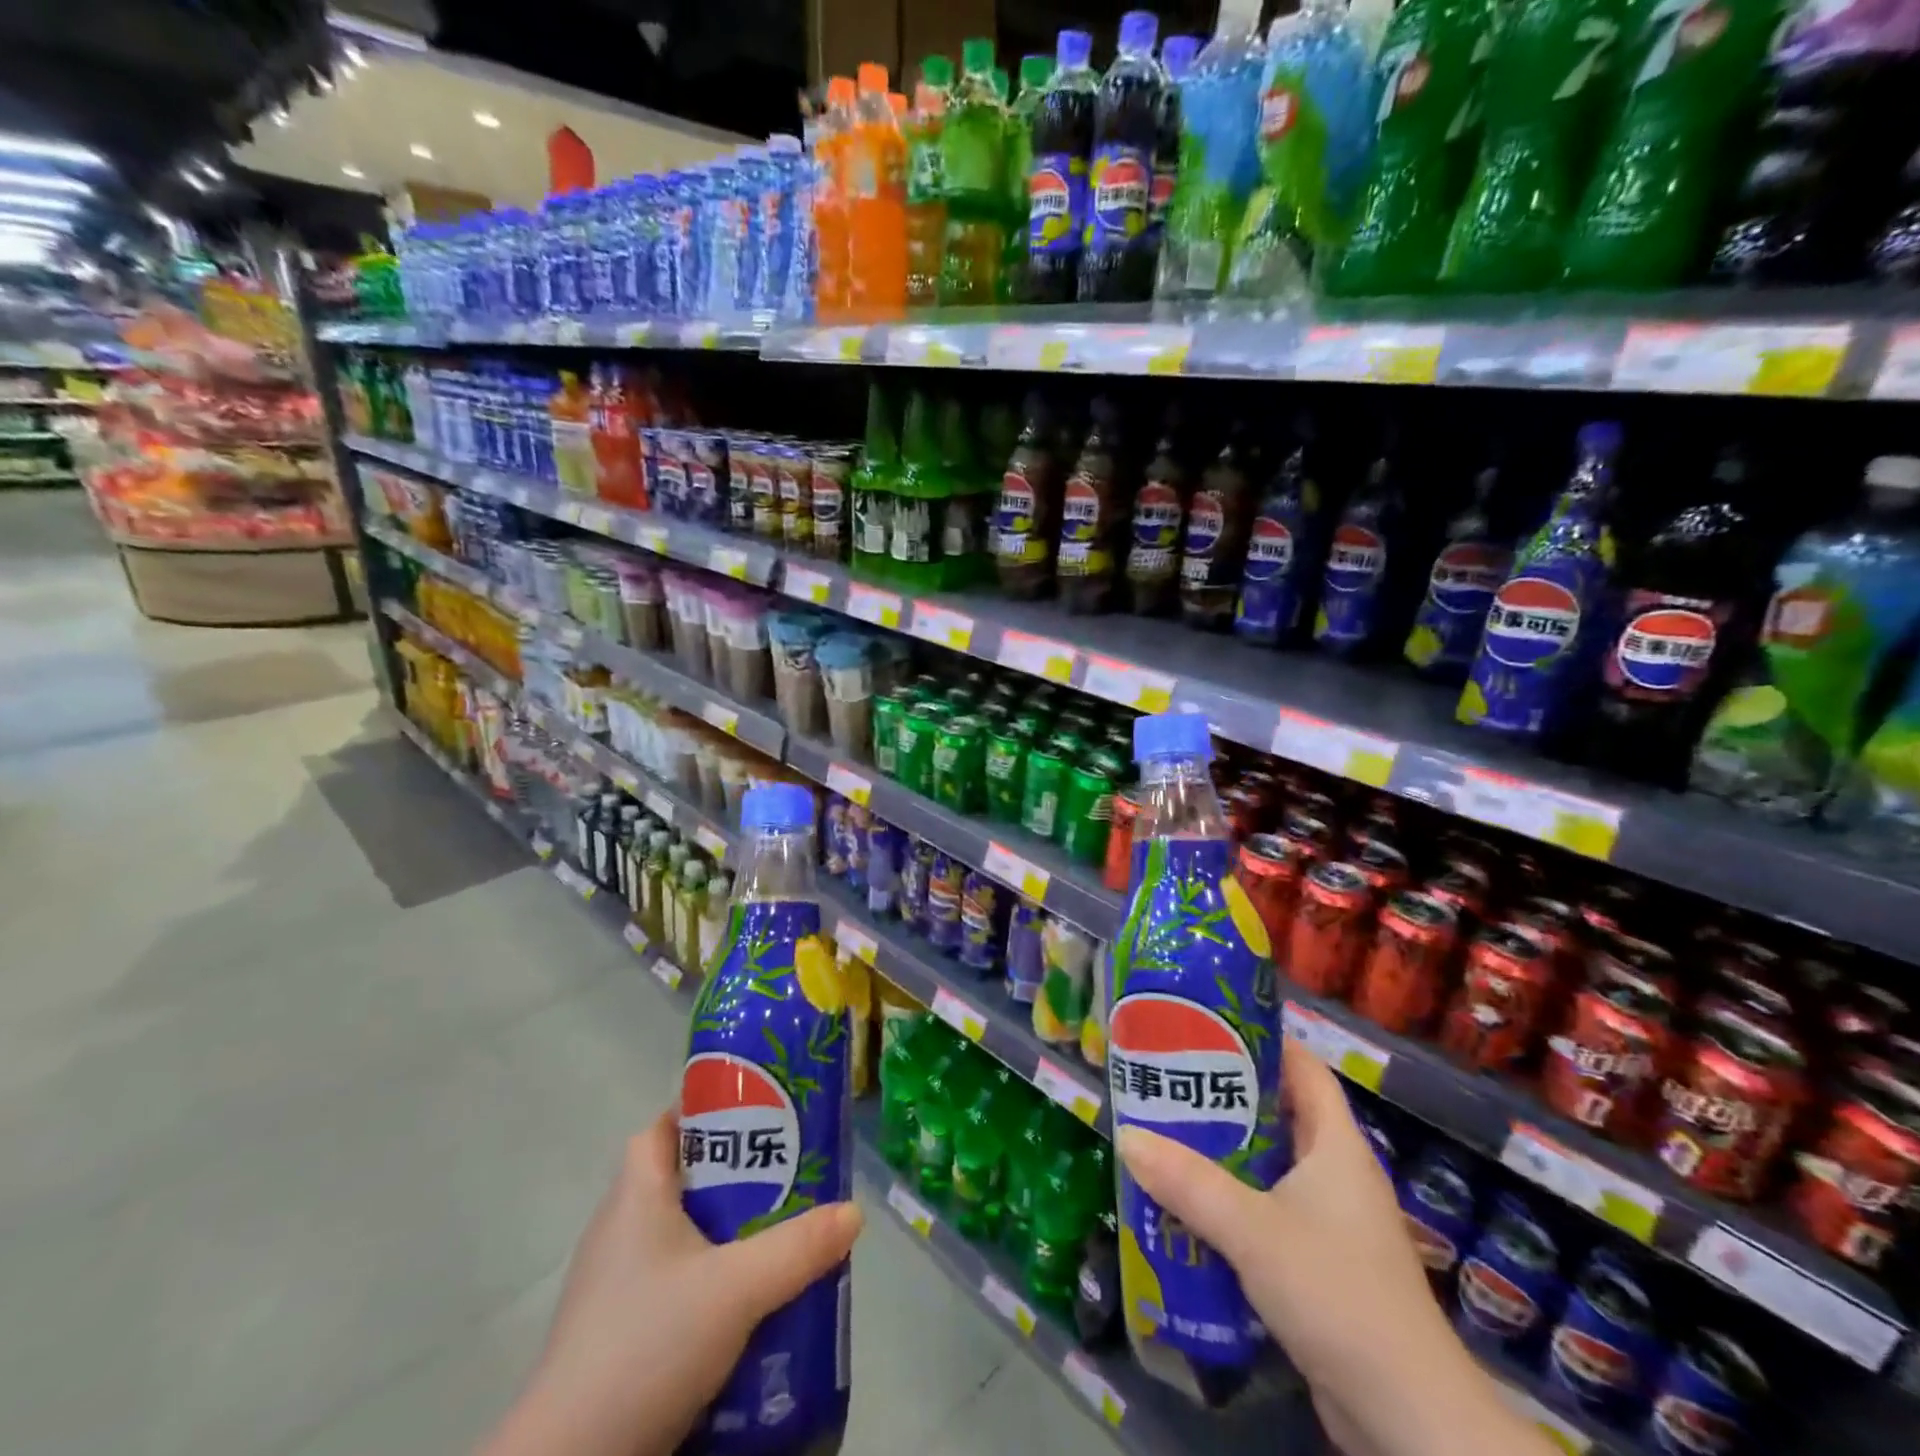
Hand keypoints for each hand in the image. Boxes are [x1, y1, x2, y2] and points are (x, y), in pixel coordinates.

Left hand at [479, 1108, 862, 1455]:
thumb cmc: (646, 1344)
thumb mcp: (735, 1290)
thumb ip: (797, 1249)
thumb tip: (854, 1212)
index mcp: (635, 1195)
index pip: (665, 1126)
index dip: (707, 1112)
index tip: (758, 1116)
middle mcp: (620, 1230)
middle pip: (683, 1179)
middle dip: (737, 1176)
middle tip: (790, 1177)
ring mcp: (615, 1286)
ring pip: (682, 1236)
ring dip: (728, 1234)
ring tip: (781, 1238)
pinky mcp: (620, 1335)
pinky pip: (675, 1284)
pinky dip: (711, 1282)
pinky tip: (748, 1304)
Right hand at [1116, 1039, 1551, 1455]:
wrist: (1407, 1418)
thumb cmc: (1337, 1293)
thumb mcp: (1253, 1230)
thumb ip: (1189, 1183)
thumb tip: (1128, 1136)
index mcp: (1337, 1145)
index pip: (1303, 1068)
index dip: (1261, 1041)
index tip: (1208, 1026)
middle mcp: (1336, 1174)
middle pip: (1278, 1114)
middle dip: (1224, 1098)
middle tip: (1168, 1080)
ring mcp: (1330, 1222)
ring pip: (1268, 1168)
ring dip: (1222, 1155)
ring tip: (1165, 1136)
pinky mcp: (1319, 1265)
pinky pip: (1266, 1213)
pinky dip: (1230, 1204)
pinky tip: (1187, 1207)